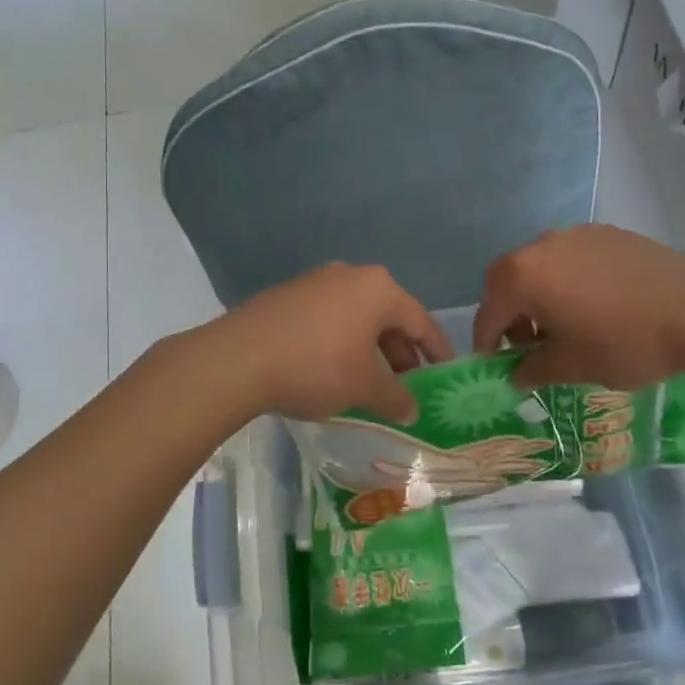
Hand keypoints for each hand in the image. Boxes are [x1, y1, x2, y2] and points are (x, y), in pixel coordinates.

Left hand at [213, 264, 453, 422]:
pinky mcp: (287, 295)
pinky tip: (332, 369)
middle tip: (406, 383)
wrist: (238, 358)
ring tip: (369, 381)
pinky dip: (340, 341)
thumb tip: (412, 409)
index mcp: (378, 289)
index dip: (436, 349)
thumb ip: (395, 397)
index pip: (420, 320)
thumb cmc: (317, 366)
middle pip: (387, 315)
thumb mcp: (363, 387)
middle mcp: (350, 275)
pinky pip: (328, 318)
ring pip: (356, 316)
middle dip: (400, 351)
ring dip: (369, 348)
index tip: (446, 370)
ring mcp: (315, 282)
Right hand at [473, 226, 684, 388]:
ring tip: (563, 325)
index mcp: (523, 276)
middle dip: (510, 312)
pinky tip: (594, 306)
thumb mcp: (572, 366)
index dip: (487, 341)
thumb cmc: (623, 341)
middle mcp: (541, 246)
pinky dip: (568, 281)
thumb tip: (516, 374)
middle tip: (526, 344)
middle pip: (509, 279)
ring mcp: (575, 235)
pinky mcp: (606, 234)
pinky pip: (572, 259)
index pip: (489, 311)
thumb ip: (533, 369)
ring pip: (541, 266)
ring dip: (540, 295)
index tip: (494, 364)